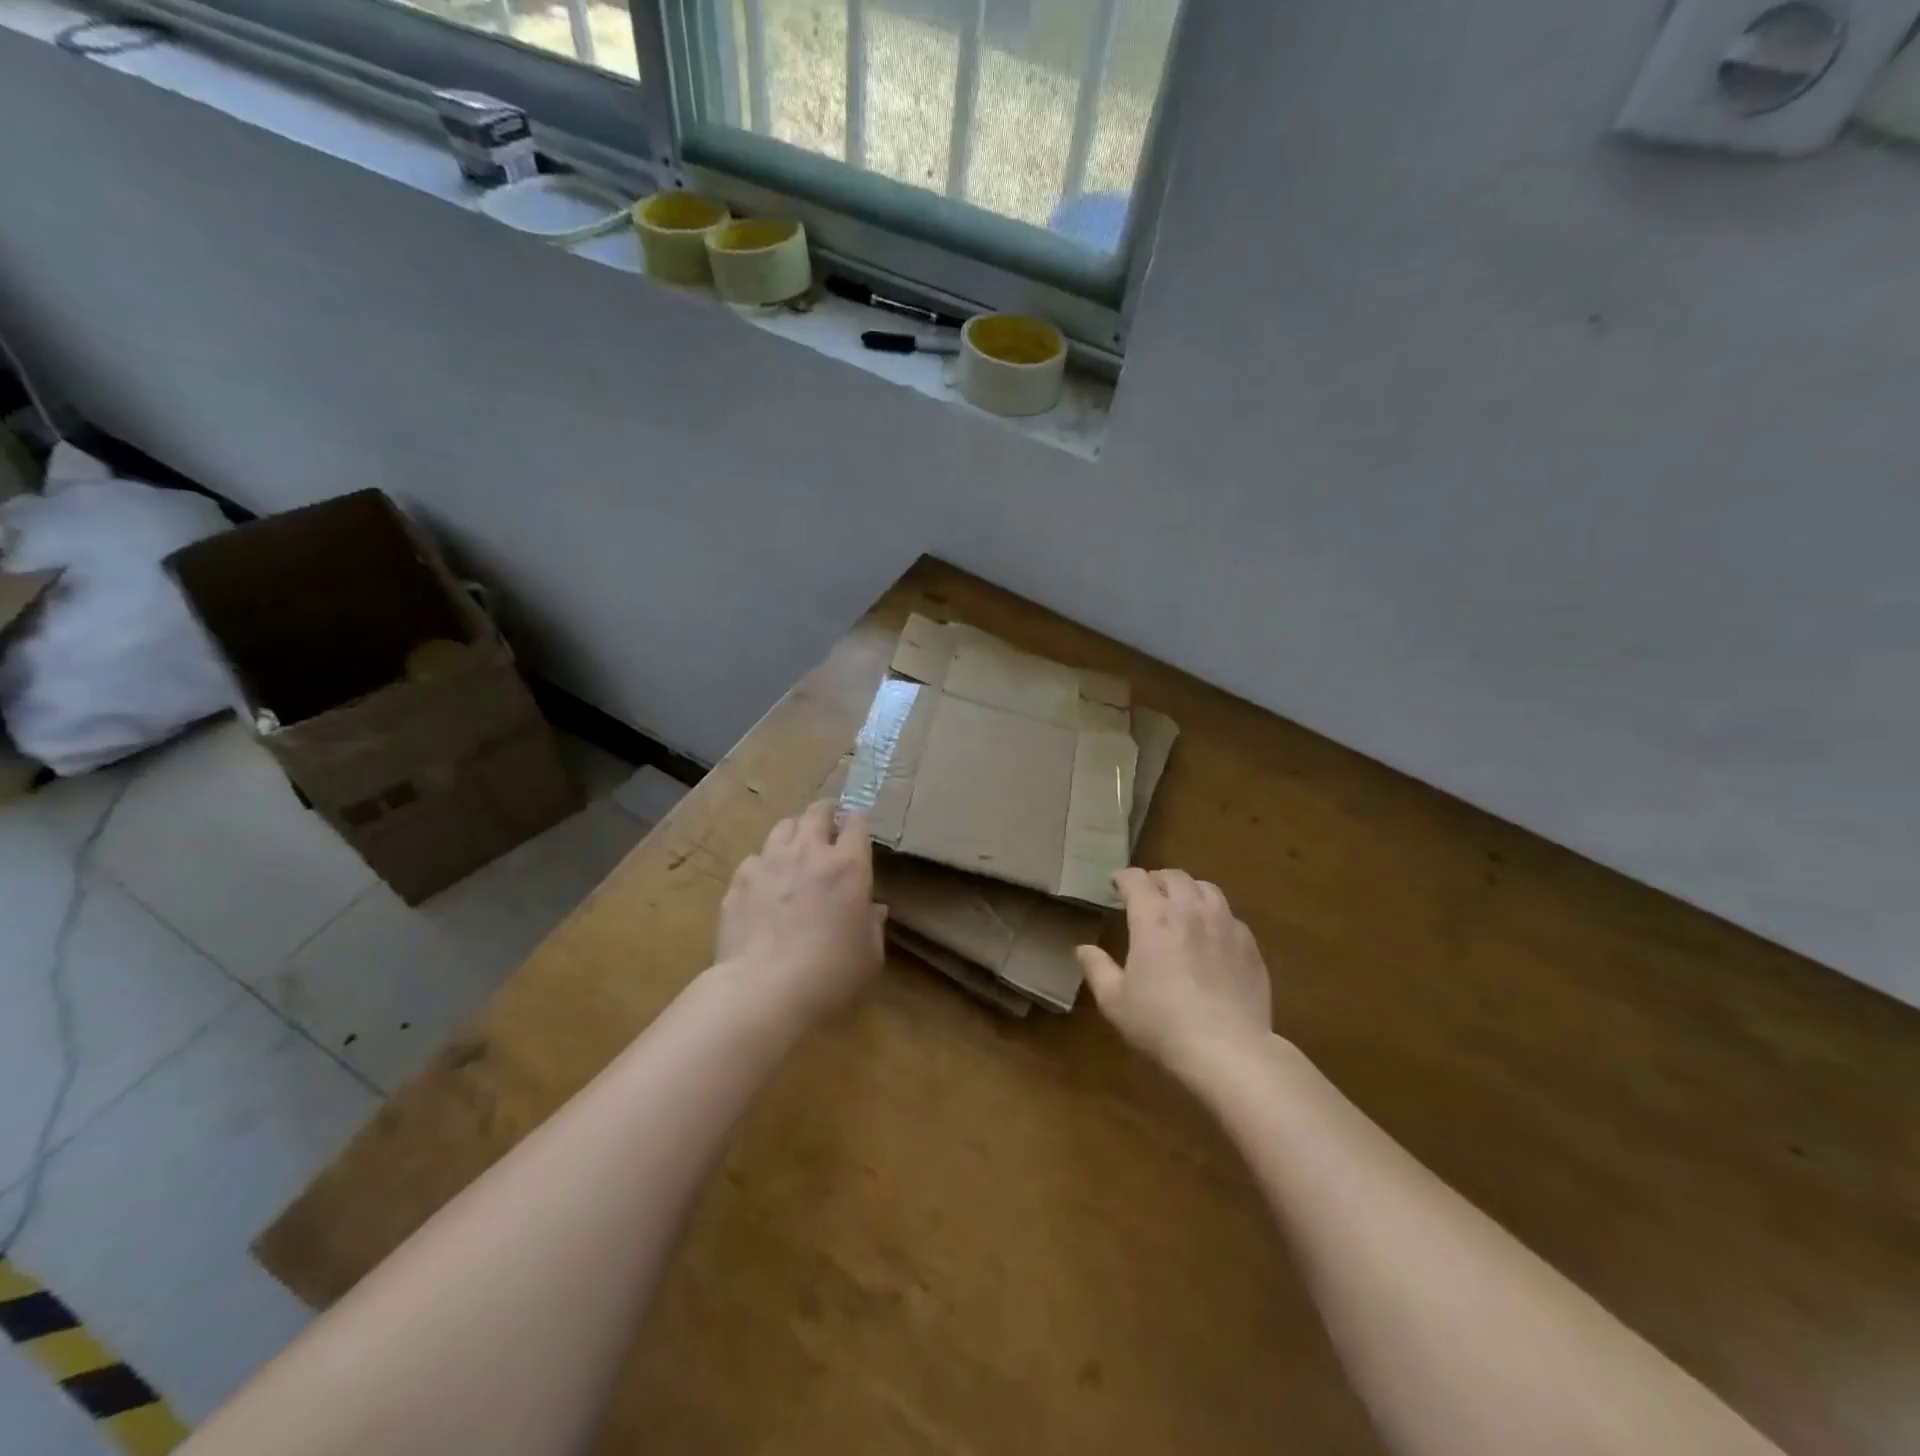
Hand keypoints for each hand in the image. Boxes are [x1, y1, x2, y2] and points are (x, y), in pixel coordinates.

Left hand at [716, 801, 886, 1028]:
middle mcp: (809, 853)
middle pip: (816, 812)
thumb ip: (873, 926)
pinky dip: (764, 865)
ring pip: (783, 827)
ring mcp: (769, 863)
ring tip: (795, 851)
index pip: (857, 822)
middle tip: (828, 827)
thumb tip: (874, 909)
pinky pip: (754, 859)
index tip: (857, 827)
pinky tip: (764, 886)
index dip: (858, 820)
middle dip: (825, 813)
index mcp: (848, 866)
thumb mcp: (869, 956)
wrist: (763, 991)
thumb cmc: (829, 975)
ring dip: (794, 833)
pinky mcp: (739, 881)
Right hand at [1077, 868, 1272, 1080]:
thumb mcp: (1115, 1002)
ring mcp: (1225, 924)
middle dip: (1155, 880)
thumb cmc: (1162, 1024)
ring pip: (1206, 888)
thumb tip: (1083, 949)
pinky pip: (1229, 915)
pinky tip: (1211, 936)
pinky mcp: (1249, 944)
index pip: (1135, 879)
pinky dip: (1214, 915)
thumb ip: (1097, 969)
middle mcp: (1189, 910)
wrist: (1228, 1050)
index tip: (1115, 884)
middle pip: (1173, 876)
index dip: (1122, 877)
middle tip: (1147, 895)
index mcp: (1153, 917)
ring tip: (1181, 906)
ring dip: (1188, 890)